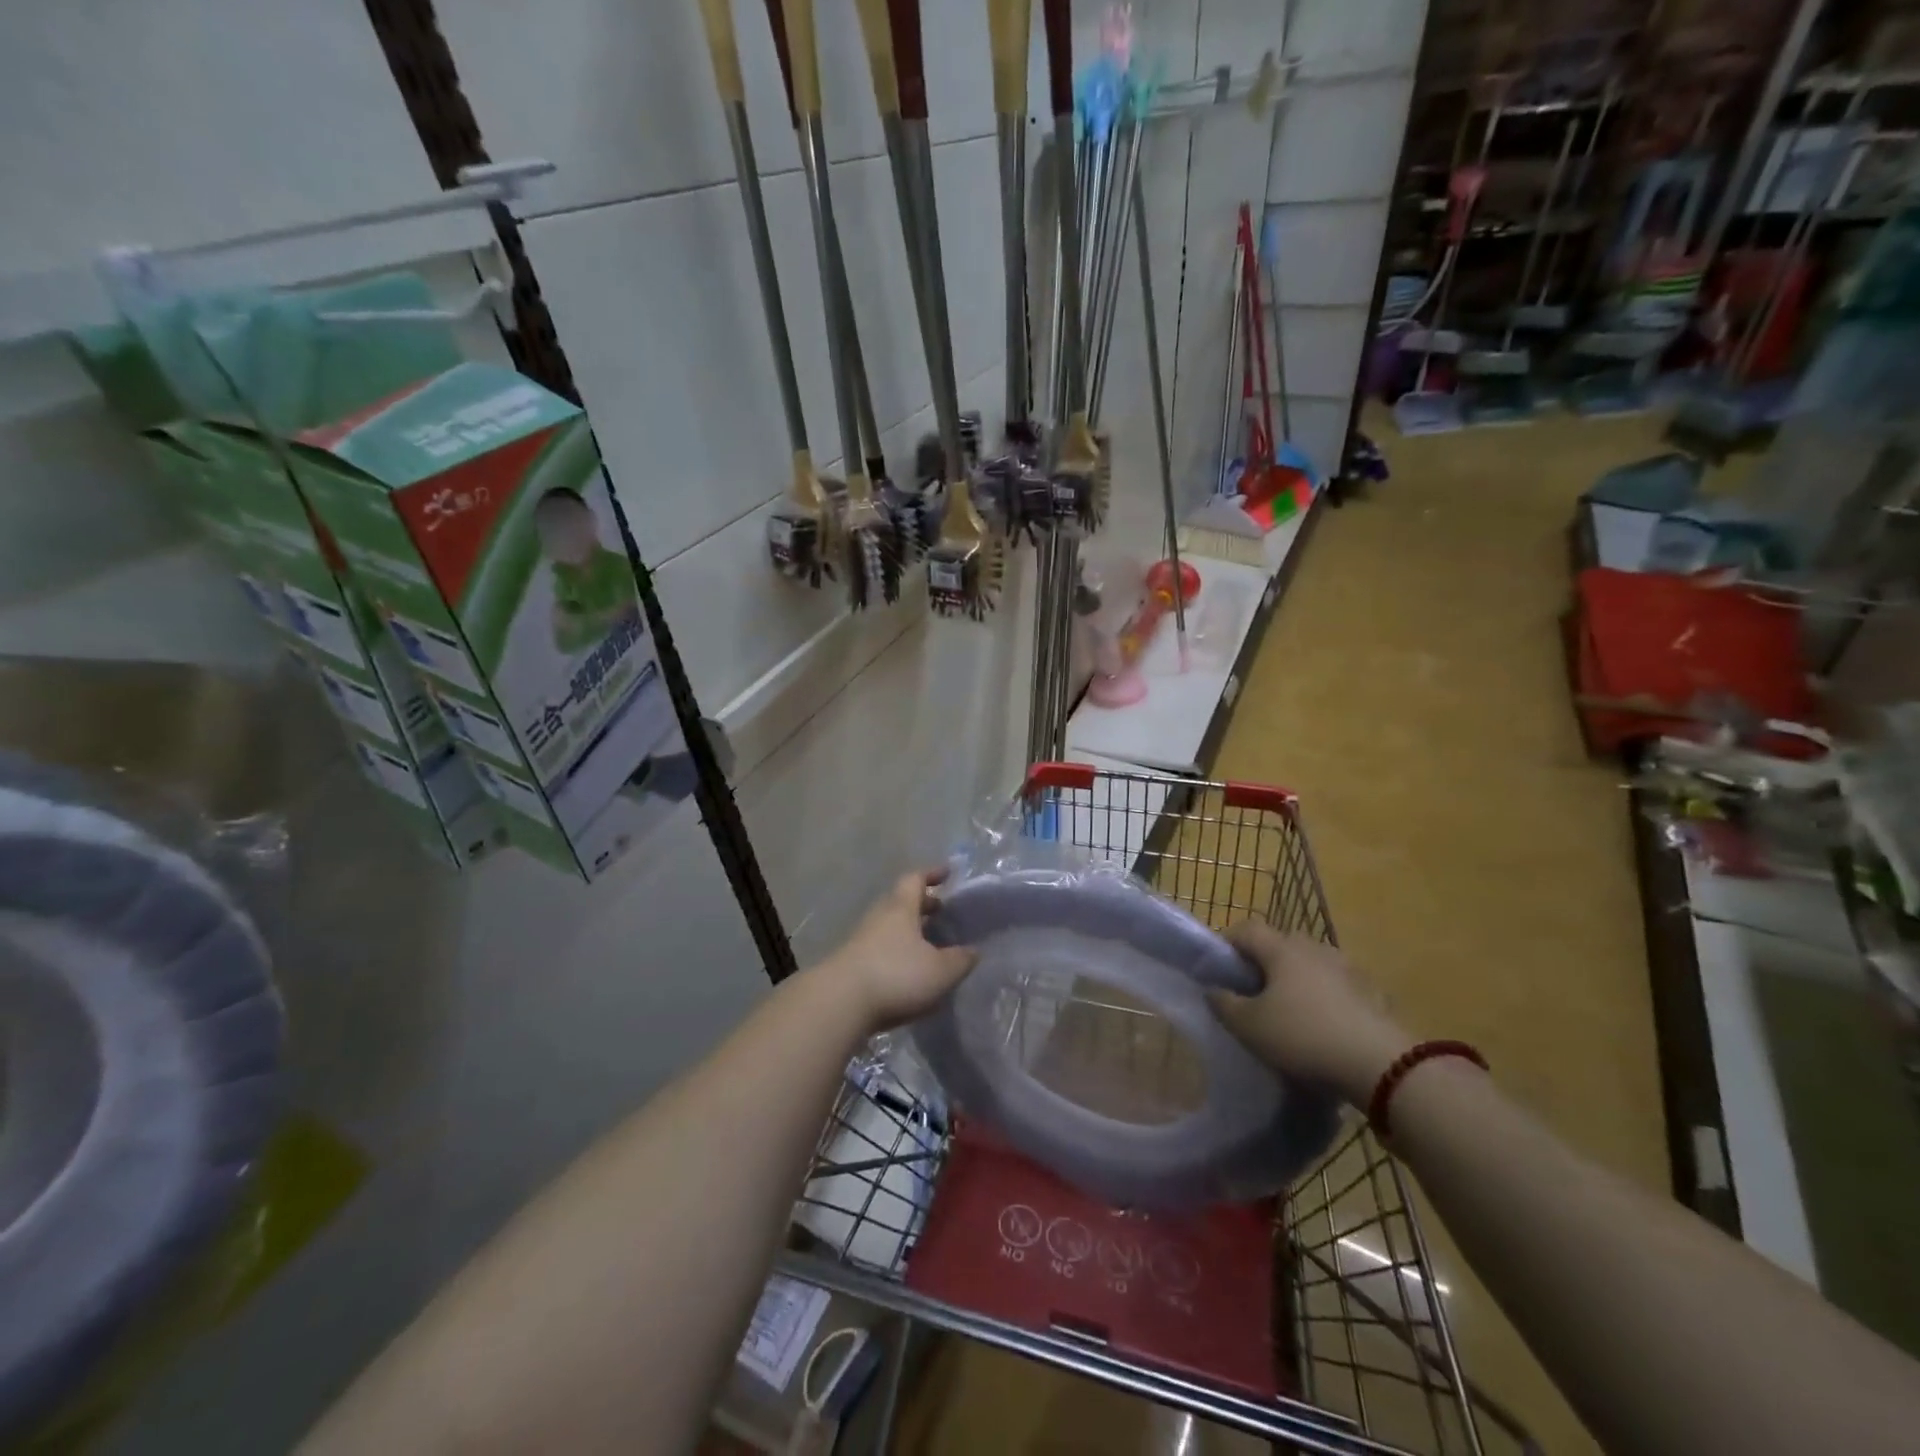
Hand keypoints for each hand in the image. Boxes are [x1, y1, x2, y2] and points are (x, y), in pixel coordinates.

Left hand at [821, 869, 976, 1032]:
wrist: (839, 1003)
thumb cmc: (896, 976)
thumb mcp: (941, 970)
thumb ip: (961, 959)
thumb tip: (973, 950)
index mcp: (901, 908)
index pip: (915, 879)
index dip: (932, 874)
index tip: (948, 872)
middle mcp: (879, 917)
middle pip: (901, 902)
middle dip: (922, 905)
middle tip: (942, 912)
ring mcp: (861, 940)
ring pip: (890, 926)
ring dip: (909, 931)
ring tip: (930, 945)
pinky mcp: (851, 964)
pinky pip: (880, 949)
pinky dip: (897, 952)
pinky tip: (909, 971)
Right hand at [1208, 921, 1412, 1105]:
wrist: (1380, 1065)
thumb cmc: (1303, 1037)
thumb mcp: (1249, 1026)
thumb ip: (1224, 1004)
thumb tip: (1212, 989)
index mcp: (1282, 948)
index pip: (1246, 928)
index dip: (1226, 942)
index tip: (1217, 967)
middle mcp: (1314, 948)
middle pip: (1280, 943)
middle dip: (1262, 962)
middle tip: (1251, 991)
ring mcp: (1347, 968)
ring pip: (1310, 963)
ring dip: (1295, 979)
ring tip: (1289, 1010)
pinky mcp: (1372, 992)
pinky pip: (1337, 986)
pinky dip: (1324, 996)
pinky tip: (1323, 1025)